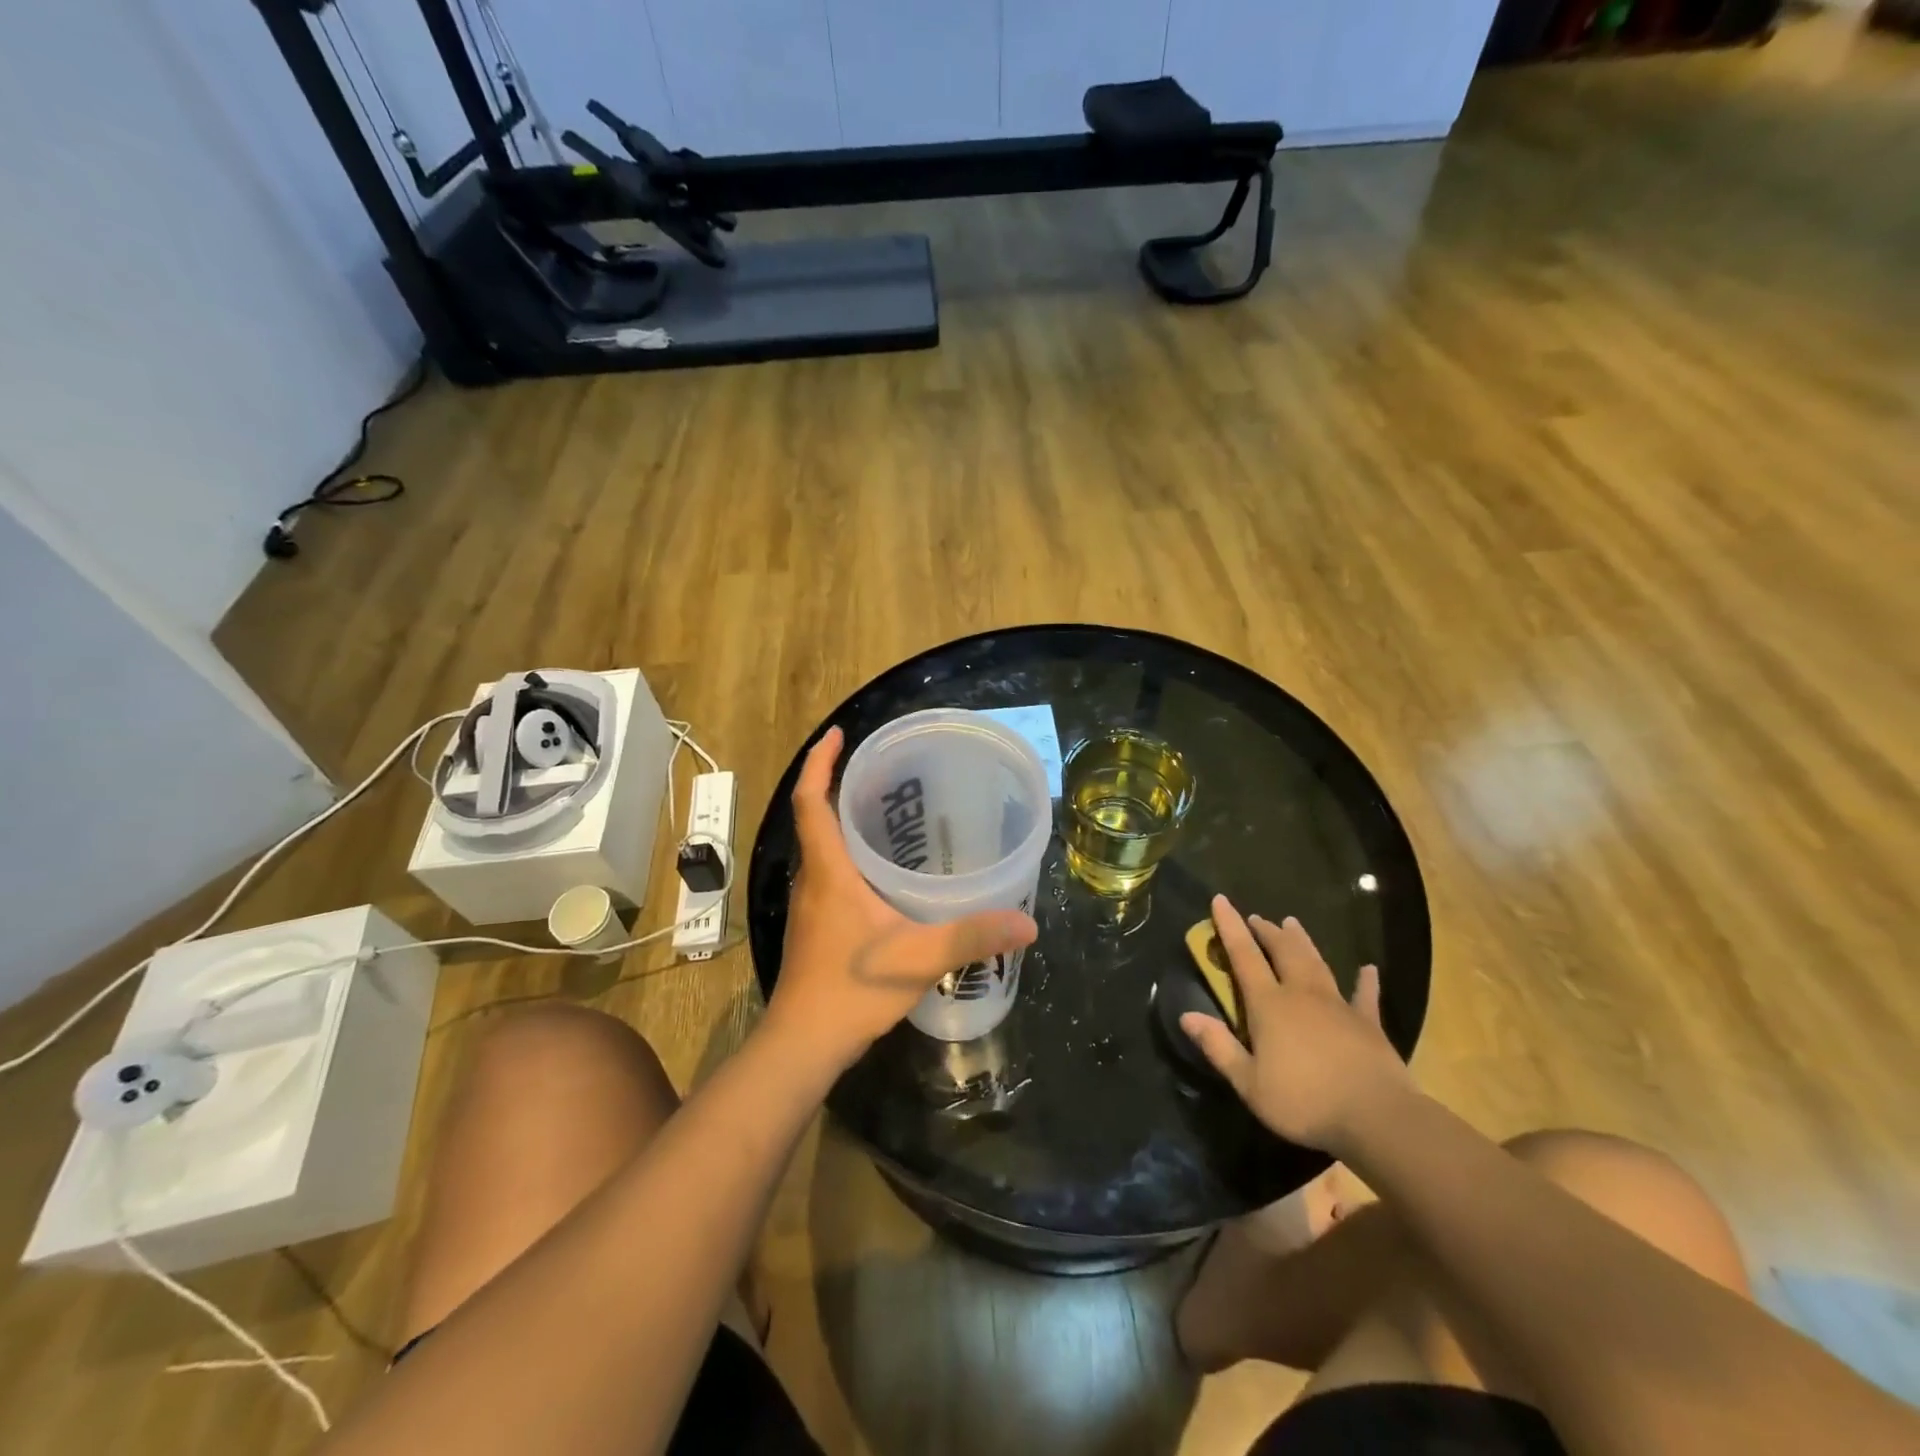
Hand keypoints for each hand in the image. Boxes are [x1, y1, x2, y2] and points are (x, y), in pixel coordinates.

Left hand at [765, 727, 1038, 1072]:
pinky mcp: (815, 925)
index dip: (820, 763)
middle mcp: (812, 879)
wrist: (802, 1044)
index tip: (838, 734)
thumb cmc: (851, 991)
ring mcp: (810, 904)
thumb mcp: (919, 958)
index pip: (811, 801)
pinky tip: (884, 872)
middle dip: (839, 785)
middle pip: (816, 818)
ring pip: (822, 847)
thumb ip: (971, 936)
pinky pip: (829, 873)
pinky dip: (848, 855)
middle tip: (884, 771)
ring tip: (890, 811)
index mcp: (828, 871)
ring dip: (843, 821)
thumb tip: (1026, 924)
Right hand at [1181, 895, 1411, 1152]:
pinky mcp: (1368, 1024)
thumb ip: (1218, 1047)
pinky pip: (1364, 996)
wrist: (1377, 1118)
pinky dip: (1365, 981)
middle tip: (1258, 918)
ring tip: (1292, 923)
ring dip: (1302, 942)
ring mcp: (1338, 1006)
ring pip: (1316, 963)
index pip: (1244, 956)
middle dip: (1267, 932)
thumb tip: (1186, 1015)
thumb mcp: (1249, 1083)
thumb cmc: (1305, 1101)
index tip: (1221, 899)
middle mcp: (1301, 994)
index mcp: (1269, 1005)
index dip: (1230, 926)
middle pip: (1283, 952)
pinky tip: (1368, 969)